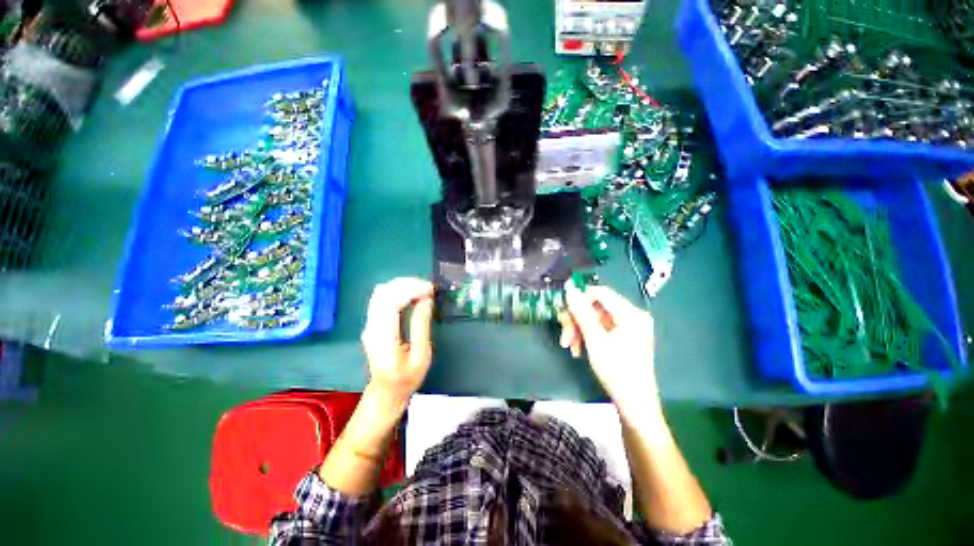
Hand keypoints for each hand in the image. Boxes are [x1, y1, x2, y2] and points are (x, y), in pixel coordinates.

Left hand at [360, 277, 435, 401]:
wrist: (386, 391)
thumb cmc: (407, 378)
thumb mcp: (422, 356)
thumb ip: (421, 325)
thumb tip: (426, 299)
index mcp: (383, 339)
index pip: (390, 303)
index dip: (410, 290)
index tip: (430, 289)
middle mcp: (371, 327)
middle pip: (383, 293)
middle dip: (407, 284)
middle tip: (429, 288)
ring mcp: (369, 324)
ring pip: (381, 292)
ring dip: (403, 285)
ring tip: (423, 289)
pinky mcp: (372, 322)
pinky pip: (382, 298)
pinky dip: (398, 290)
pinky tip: (412, 294)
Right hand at [559, 281, 658, 411]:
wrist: (634, 404)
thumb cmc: (616, 370)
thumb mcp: (594, 339)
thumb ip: (581, 312)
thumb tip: (570, 289)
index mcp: (630, 313)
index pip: (600, 293)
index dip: (579, 299)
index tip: (564, 312)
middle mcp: (631, 316)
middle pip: (595, 307)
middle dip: (577, 320)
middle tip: (565, 335)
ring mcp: (628, 327)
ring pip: (594, 319)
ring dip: (578, 330)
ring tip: (569, 346)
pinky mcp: (623, 337)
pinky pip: (600, 329)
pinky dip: (587, 336)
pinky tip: (578, 349)